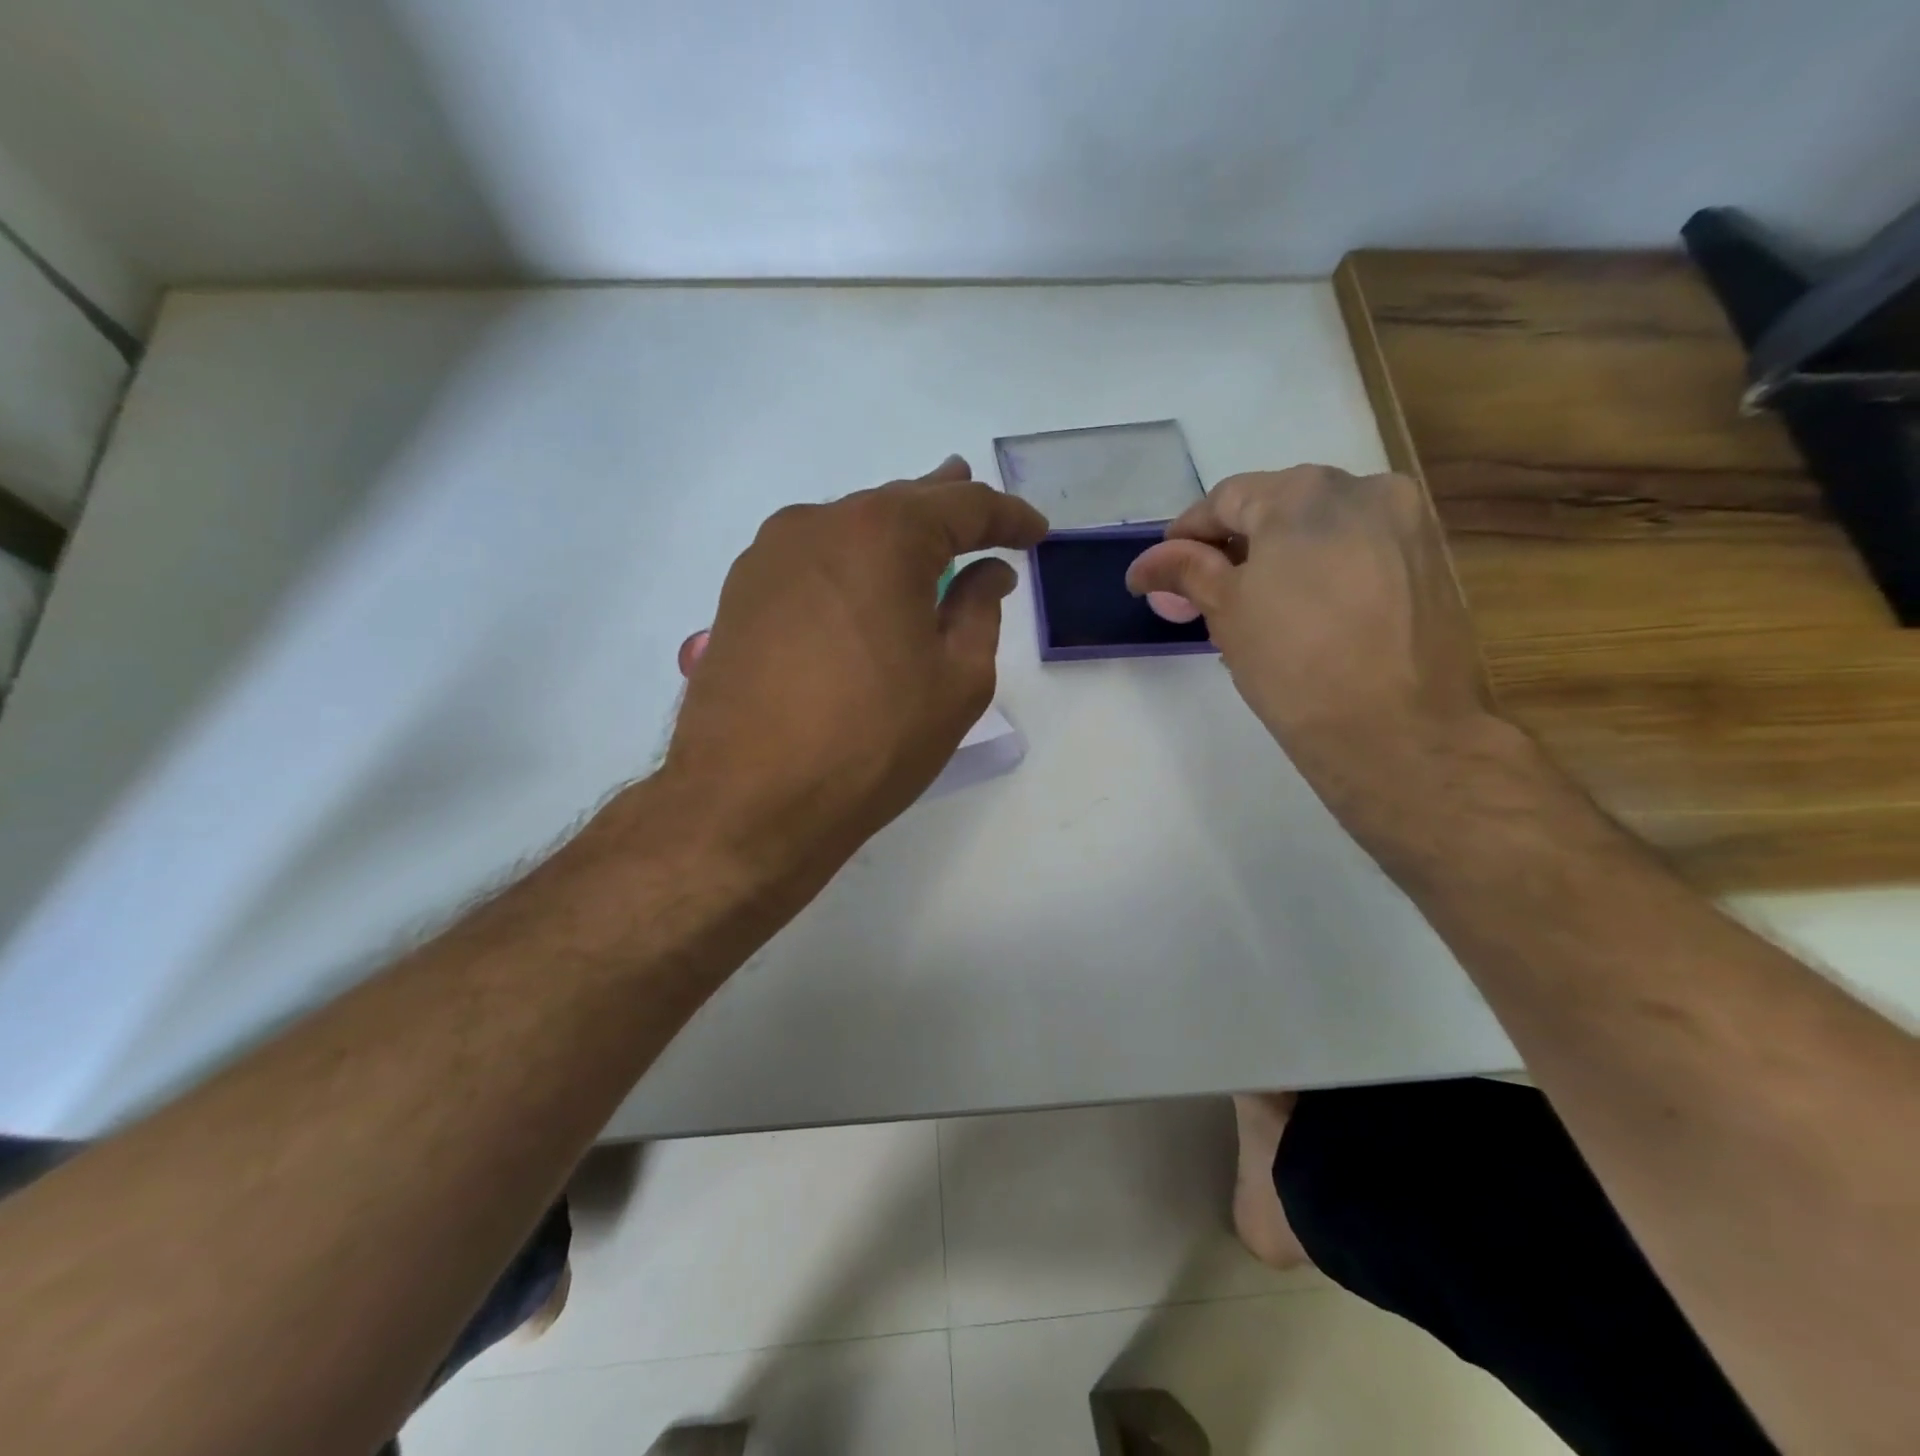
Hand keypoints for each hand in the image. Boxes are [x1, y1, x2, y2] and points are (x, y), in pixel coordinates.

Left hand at [660, 457, 1047, 893]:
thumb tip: (987, 574)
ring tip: (927, 544)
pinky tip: (864, 588)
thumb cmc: (871, 741)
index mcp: (882, 535)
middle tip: (985, 521)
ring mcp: (769, 556)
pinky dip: (851, 564)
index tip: (1036, 533)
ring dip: (894, 536)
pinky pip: (813, 561)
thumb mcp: (956, 681)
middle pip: (899, 504)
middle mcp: (818, 524)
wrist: (748, 801)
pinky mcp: (740, 593)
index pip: (963, 506)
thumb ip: (979, 612)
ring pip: (850, 529)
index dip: (1008, 517)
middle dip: (948, 509)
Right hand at [1125, 465, 1503, 840]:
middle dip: (1237, 547)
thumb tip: (1146, 563)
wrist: (1398, 733)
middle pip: (1279, 507)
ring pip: (1323, 528)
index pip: (1226, 498)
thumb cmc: (1294, 665)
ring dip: (1283, 558)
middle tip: (1208, 595)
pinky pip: (1362, 550)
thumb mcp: (1226, 612)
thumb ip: (1186, 571)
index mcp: (1304, 492)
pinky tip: (1310, 615)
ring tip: (1260, 609)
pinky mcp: (1433, 561)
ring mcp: (1408, 523)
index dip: (1186, 534)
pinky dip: (1326, 570)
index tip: (1163, 571)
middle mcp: (1364, 488)